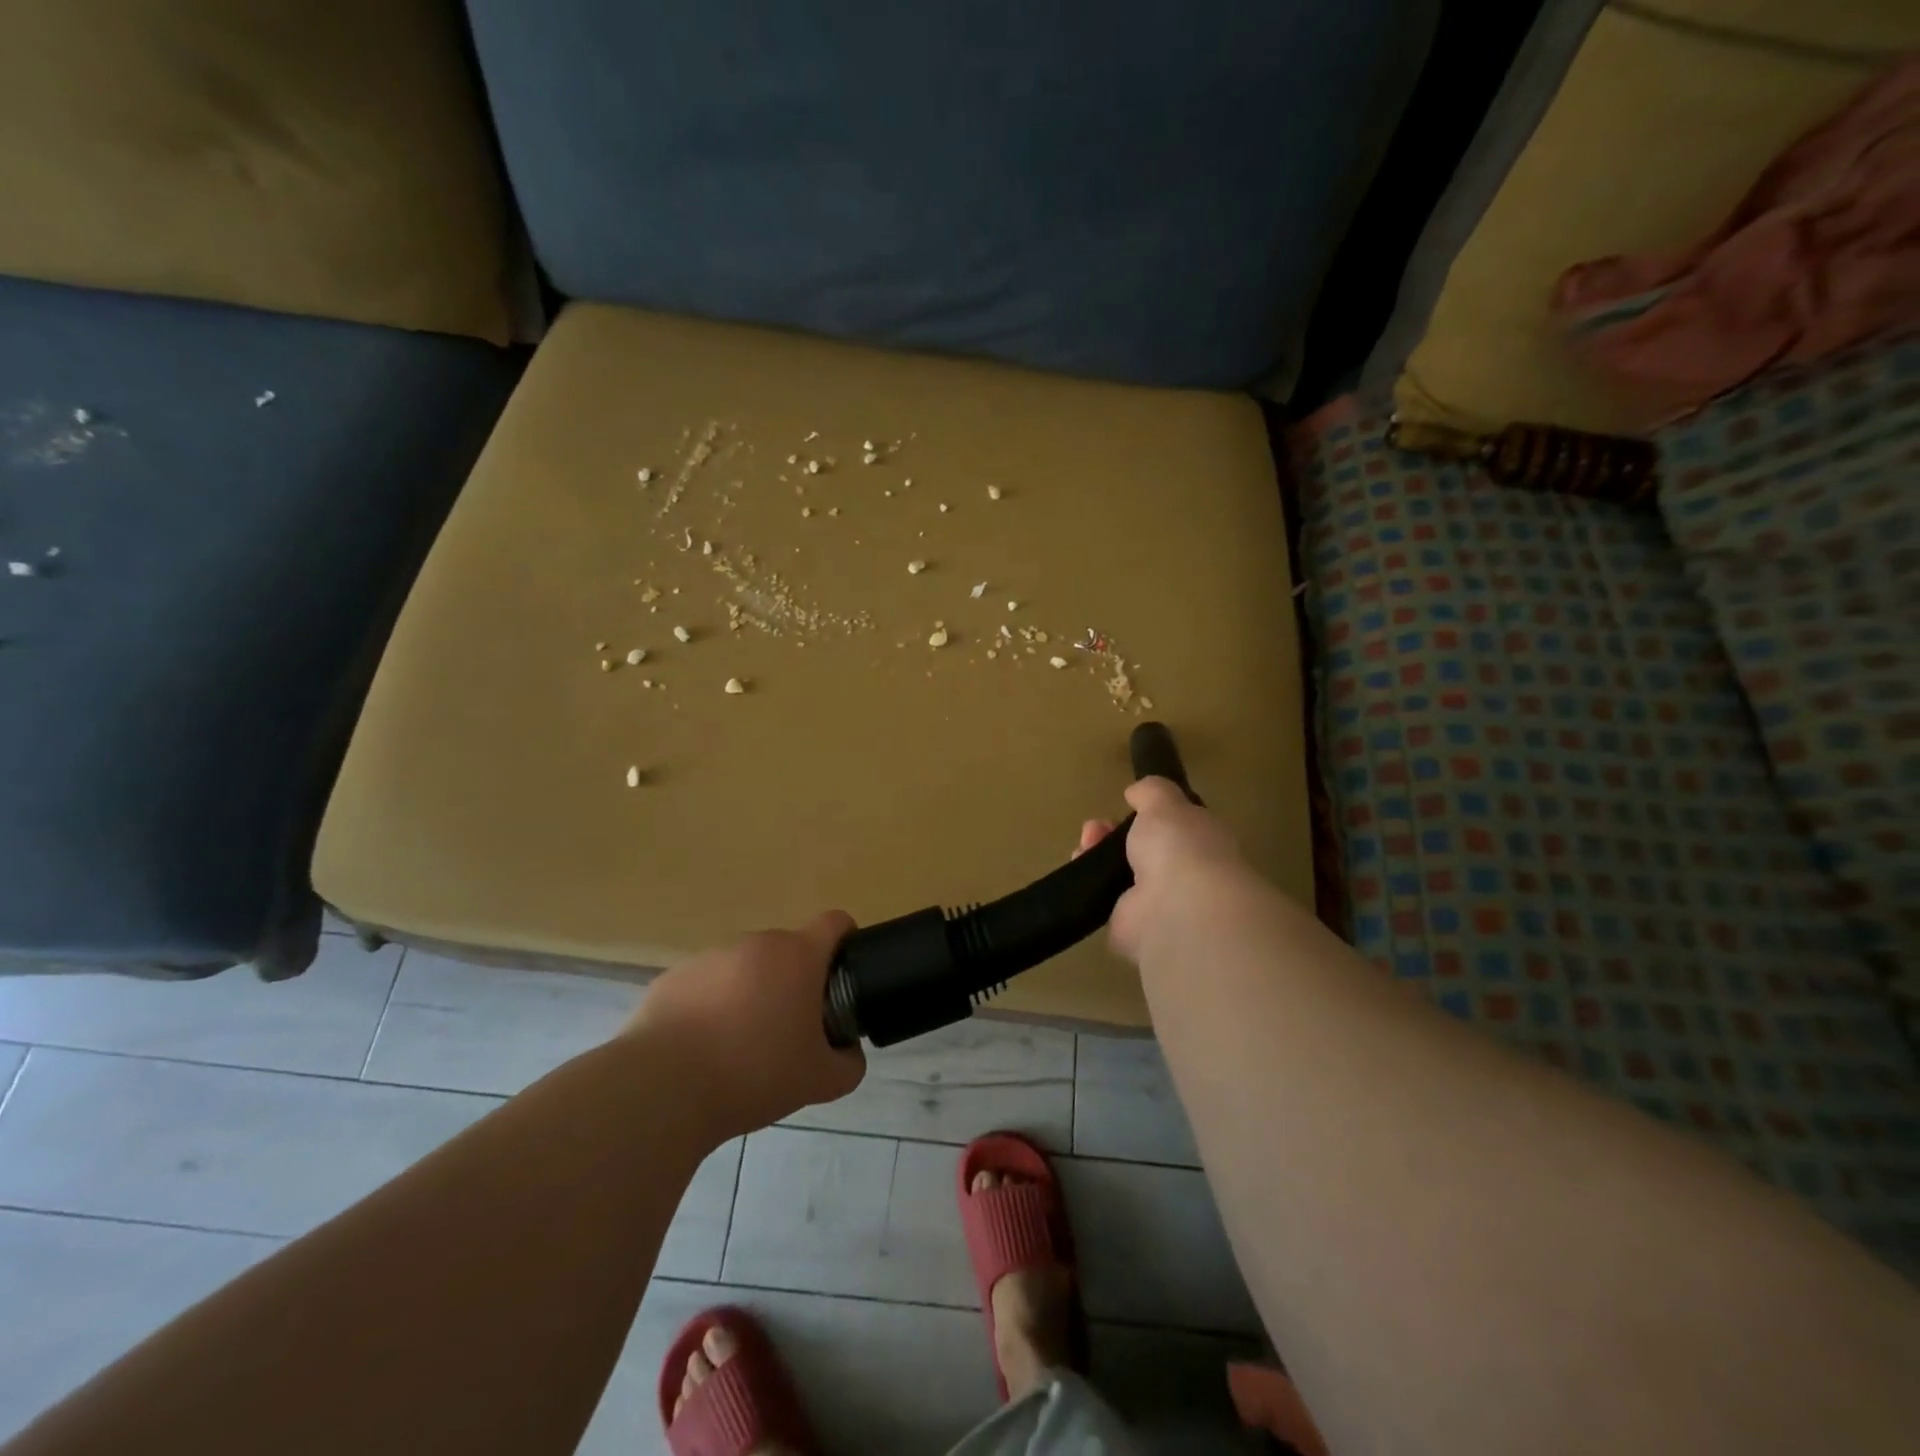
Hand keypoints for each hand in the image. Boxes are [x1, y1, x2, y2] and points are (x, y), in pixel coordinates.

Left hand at [625, 911, 865, 1139]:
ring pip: (745, 968)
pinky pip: (706, 985)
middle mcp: (755, 944)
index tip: (842, 975)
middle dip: (795, 981)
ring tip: (740, 1046)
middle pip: (788, 950)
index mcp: (798, 956)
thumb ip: (848, 1063)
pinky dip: (712, 1007)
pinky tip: (702, 1049)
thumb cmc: (754, 1074)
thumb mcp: (820, 1081)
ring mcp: (710, 957)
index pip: (835, 922)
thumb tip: (849, 1053)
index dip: (845, 941)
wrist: (663, 1089)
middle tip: (792, 1029)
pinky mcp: (672, 977)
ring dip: (752, 993)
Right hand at [1077, 777, 1250, 963]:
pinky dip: (1091, 888)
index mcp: (1201, 844)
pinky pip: (1107, 904)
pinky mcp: (1132, 930)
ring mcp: (1158, 905)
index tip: (1124, 804)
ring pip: (1122, 876)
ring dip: (1098, 857)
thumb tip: (1137, 793)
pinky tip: (1080, 871)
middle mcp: (1183, 875)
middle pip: (1142, 851)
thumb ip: (1152, 793)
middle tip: (1093, 829)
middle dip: (1114, 835)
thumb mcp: (1165, 803)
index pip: (1174, 828)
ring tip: (1082, 847)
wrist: (1175, 910)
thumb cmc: (1179, 847)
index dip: (1146, 815)